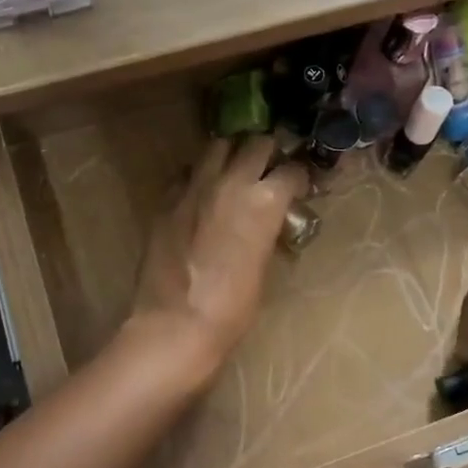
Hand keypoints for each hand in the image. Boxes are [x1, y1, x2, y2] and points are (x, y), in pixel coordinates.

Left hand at [132, 136, 309, 366]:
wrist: (176, 324)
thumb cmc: (232, 308)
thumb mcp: (263, 265)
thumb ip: (267, 231)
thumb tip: (269, 221)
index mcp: (265, 201)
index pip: (292, 170)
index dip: (300, 175)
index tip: (299, 184)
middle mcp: (231, 181)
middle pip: (256, 143)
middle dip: (267, 151)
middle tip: (269, 167)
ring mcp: (195, 186)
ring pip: (218, 146)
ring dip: (231, 153)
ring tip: (234, 170)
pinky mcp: (167, 198)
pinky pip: (187, 172)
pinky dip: (199, 175)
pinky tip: (201, 193)